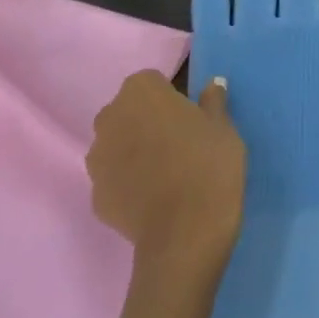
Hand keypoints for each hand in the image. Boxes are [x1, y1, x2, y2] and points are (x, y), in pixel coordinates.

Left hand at [88, 70, 245, 273]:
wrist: (185, 235)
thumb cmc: (208, 165)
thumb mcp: (223, 126)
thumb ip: (213, 101)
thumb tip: (213, 84)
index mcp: (141, 91)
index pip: (153, 82)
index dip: (172, 97)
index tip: (190, 117)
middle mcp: (110, 117)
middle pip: (130, 111)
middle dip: (148, 120)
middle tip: (180, 142)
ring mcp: (97, 158)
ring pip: (118, 144)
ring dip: (134, 150)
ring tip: (166, 172)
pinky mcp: (95, 196)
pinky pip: (115, 179)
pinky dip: (129, 183)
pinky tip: (154, 197)